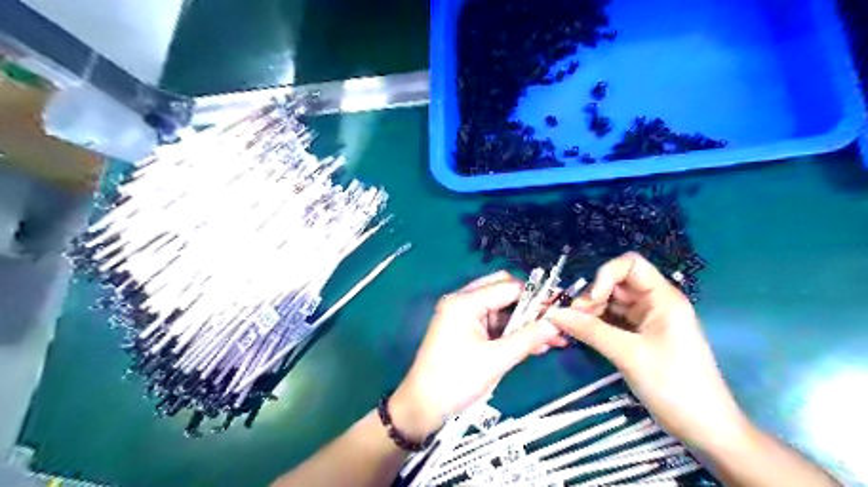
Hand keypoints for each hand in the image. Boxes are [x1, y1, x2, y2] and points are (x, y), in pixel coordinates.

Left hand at [390, 271, 566, 441]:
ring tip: (554, 338)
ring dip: (525, 322)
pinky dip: (512, 333)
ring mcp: (463, 316)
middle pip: (503, 292)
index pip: (508, 287)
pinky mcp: (465, 330)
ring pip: (501, 310)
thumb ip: (528, 338)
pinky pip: (494, 325)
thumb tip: (557, 324)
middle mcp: (463, 302)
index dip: (537, 295)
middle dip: (531, 306)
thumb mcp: (496, 359)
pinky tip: (535, 345)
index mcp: (464, 302)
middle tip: (555, 320)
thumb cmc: (456, 380)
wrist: (422, 406)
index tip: (562, 305)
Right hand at [547, 253, 752, 450]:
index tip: (590, 301)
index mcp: (663, 298)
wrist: (705, 429)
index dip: (605, 275)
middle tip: (573, 320)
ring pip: (610, 303)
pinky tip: (581, 335)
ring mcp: (646, 321)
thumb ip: (590, 331)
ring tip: (573, 330)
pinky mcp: (639, 337)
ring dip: (589, 312)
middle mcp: (654, 303)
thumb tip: (553, 314)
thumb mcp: (629, 355)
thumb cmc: (674, 386)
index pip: (630, 265)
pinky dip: (595, 325)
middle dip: (592, 297)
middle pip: (615, 284)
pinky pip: (611, 321)